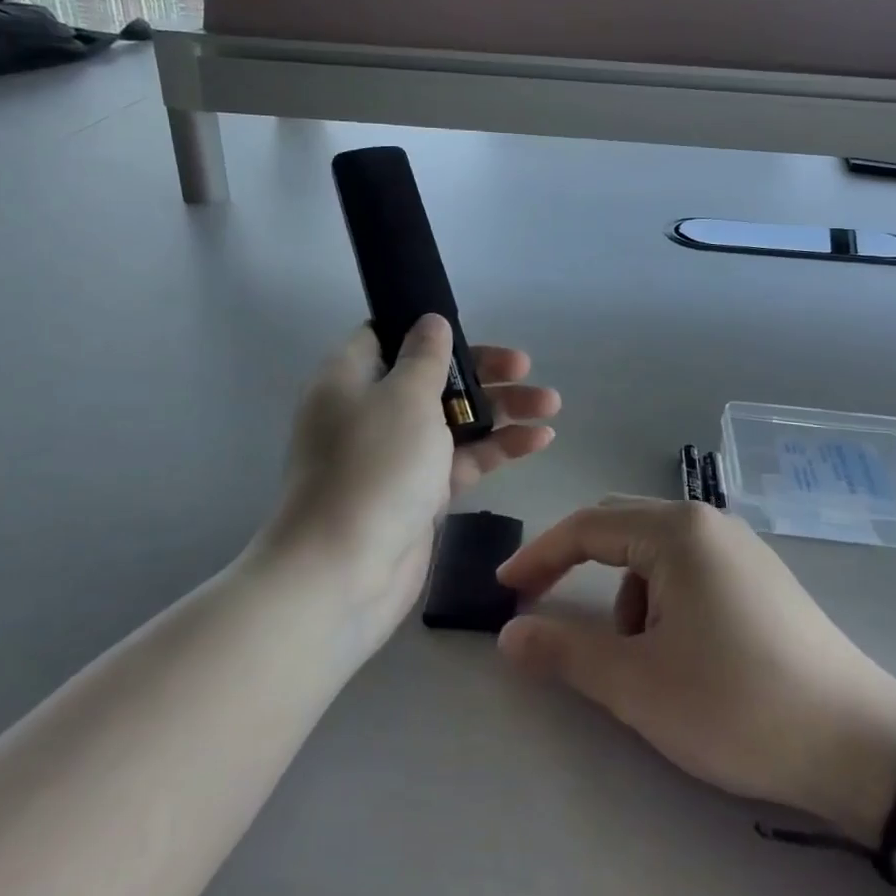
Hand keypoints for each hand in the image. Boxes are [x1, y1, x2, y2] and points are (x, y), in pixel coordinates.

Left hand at [265, 315, 558, 654]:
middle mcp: (369, 411)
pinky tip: (539, 439)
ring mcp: (395, 455)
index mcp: (350, 378)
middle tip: (524, 368)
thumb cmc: (374, 467)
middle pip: (431, 377)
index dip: (427, 329)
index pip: (386, 336)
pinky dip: (496, 448)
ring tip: (551, 404)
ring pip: (452, 419)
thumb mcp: (405, 396)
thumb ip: (425, 357)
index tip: (469, 329)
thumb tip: (430, 322)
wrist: (344, 572)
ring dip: (500, 410)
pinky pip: (460, 459)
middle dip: (481, 371)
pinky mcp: (417, 492)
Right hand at [497, 498, 895, 841]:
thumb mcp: (638, 684)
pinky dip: (661, 604)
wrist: (859, 744)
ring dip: (627, 599)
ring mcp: (739, 548)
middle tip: (544, 609)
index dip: (540, 556)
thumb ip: (565, 653)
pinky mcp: (759, 577)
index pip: (587, 527)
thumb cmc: (736, 703)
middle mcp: (708, 523)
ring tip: (643, 663)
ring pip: (654, 555)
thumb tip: (507, 635)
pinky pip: (688, 572)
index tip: (505, 590)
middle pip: (620, 527)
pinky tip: (684, 655)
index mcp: (677, 531)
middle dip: (578, 567)